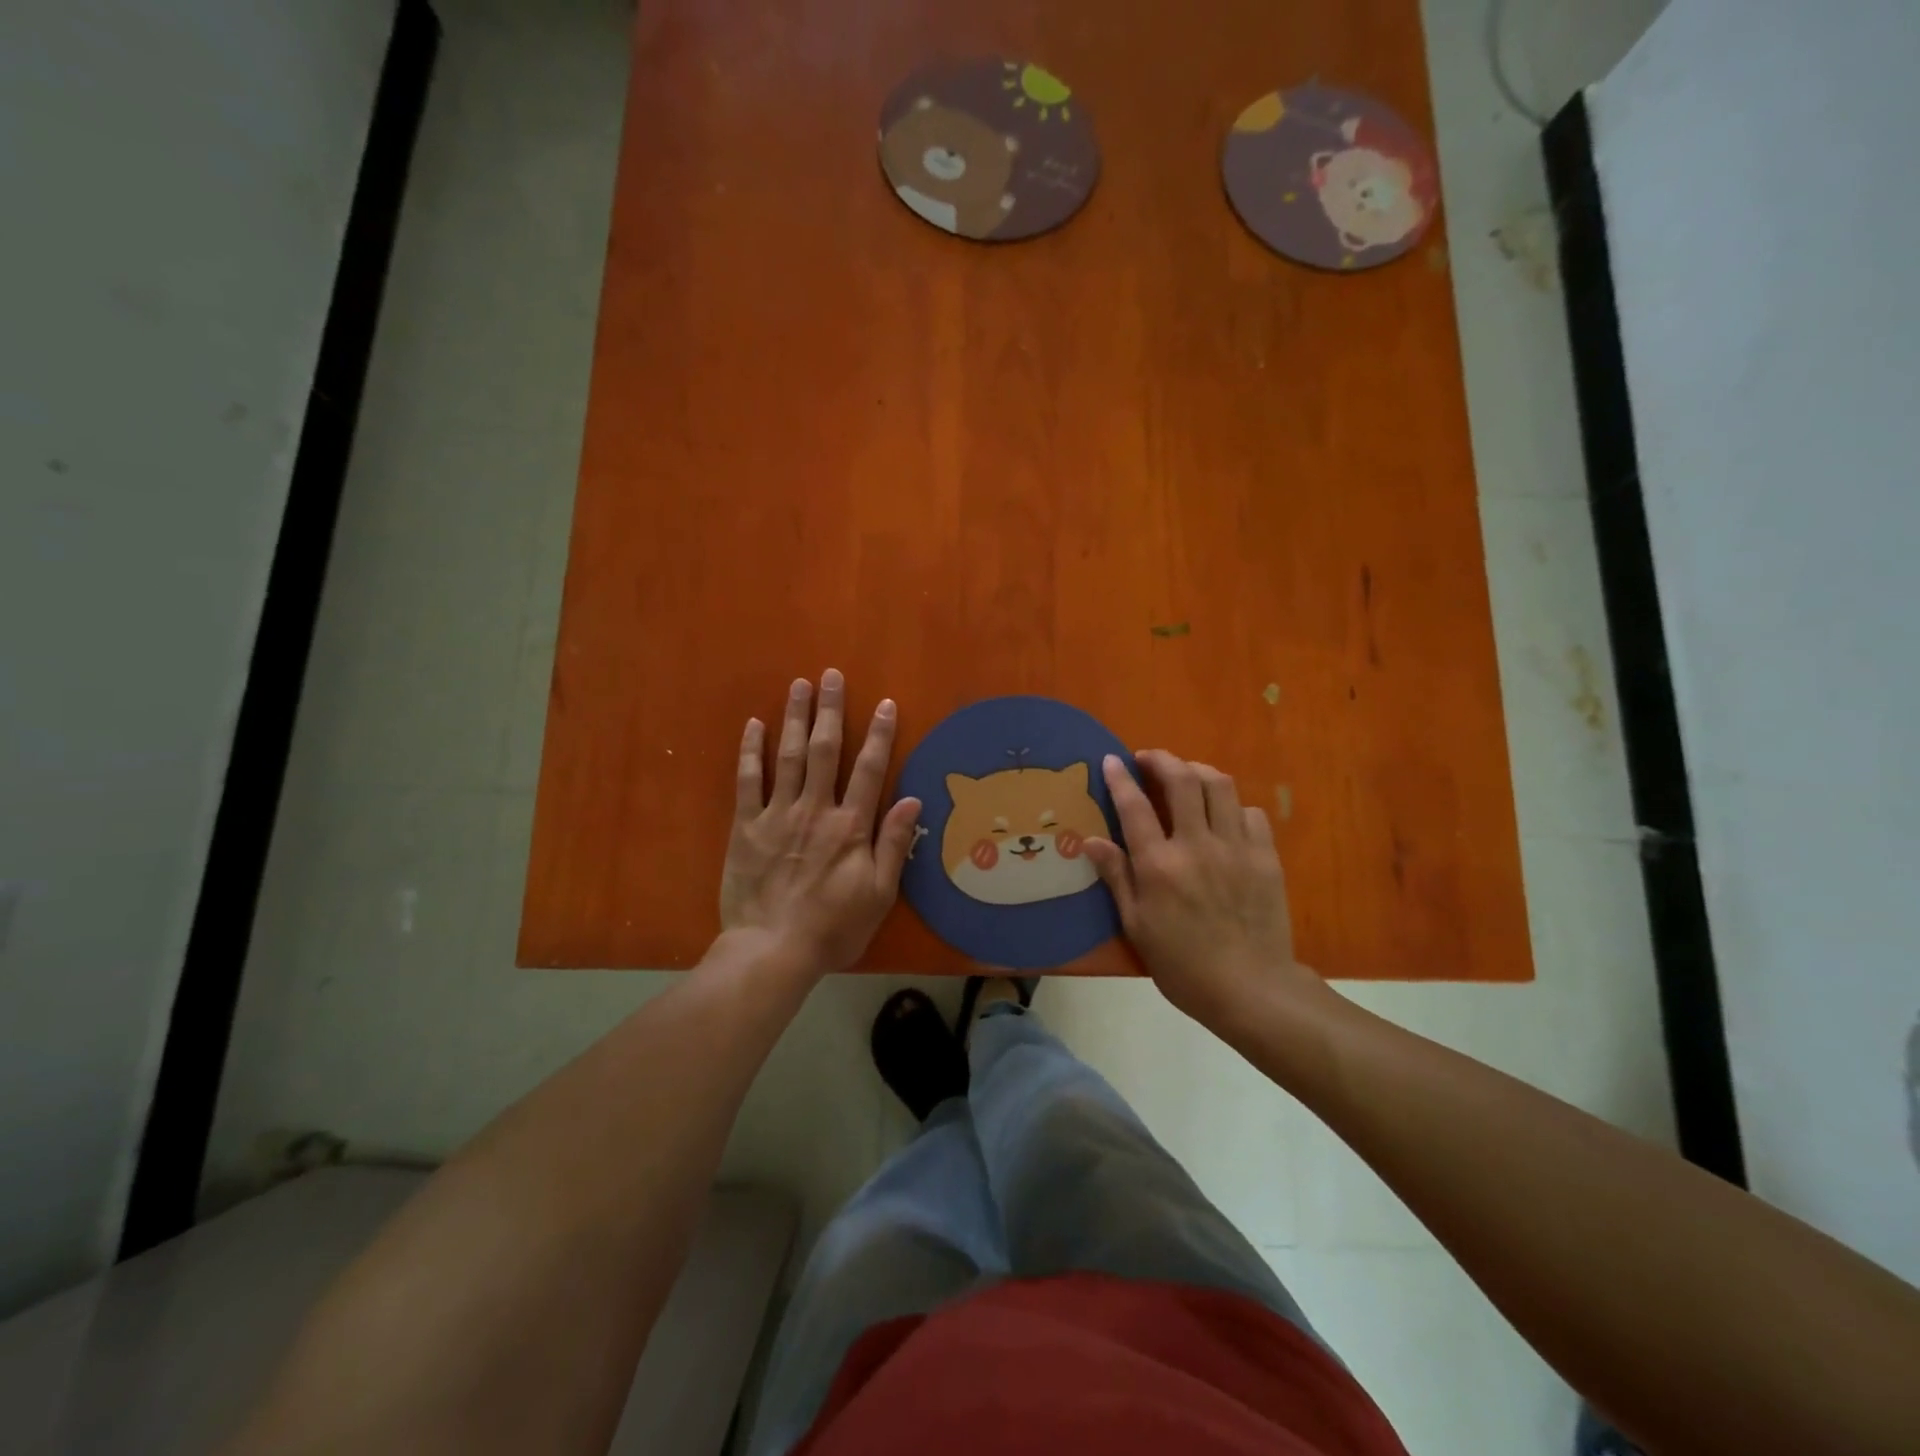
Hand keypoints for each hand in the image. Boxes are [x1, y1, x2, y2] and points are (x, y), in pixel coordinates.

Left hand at [719, 669, 921, 976]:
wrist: (771, 950)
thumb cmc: (833, 927)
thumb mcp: (878, 894)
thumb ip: (893, 845)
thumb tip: (912, 799)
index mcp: (850, 825)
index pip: (869, 769)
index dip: (879, 734)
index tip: (885, 704)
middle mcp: (814, 809)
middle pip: (824, 750)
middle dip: (830, 709)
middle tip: (831, 675)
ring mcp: (777, 814)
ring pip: (788, 755)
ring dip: (794, 717)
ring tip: (799, 685)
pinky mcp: (746, 827)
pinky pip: (748, 781)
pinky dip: (751, 751)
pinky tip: (753, 725)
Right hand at [1082, 750, 1329, 1031]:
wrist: (1250, 988)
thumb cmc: (1182, 964)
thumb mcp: (1136, 926)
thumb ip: (1116, 877)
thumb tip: (1091, 840)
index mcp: (1160, 864)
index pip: (1135, 806)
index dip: (1121, 778)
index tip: (1112, 759)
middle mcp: (1197, 845)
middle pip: (1182, 780)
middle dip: (1162, 760)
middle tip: (1148, 759)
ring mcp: (1236, 847)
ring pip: (1220, 786)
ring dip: (1198, 771)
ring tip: (1185, 776)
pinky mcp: (1266, 857)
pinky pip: (1251, 813)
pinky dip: (1232, 805)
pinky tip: (1223, 816)